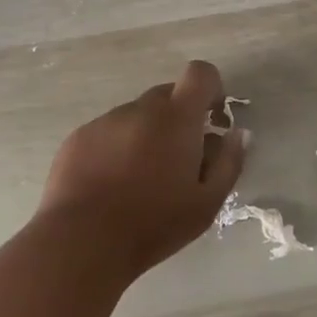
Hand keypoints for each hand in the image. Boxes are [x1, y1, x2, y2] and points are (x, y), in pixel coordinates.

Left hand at [35, 60, 247, 278]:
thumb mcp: (207, 203)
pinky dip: (117, 147)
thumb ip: (230, 162)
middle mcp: (140, 109)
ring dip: (147, 134)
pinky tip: (111, 184)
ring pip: (137, 115)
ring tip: (140, 179)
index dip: (212, 88)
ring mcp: (105, 121)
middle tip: (179, 160)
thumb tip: (238, 133)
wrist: (80, 243)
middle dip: (179, 118)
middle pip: (168, 95)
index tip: (213, 119)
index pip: (200, 73)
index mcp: (177, 118)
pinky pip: (108, 131)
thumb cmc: (153, 224)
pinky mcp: (78, 138)